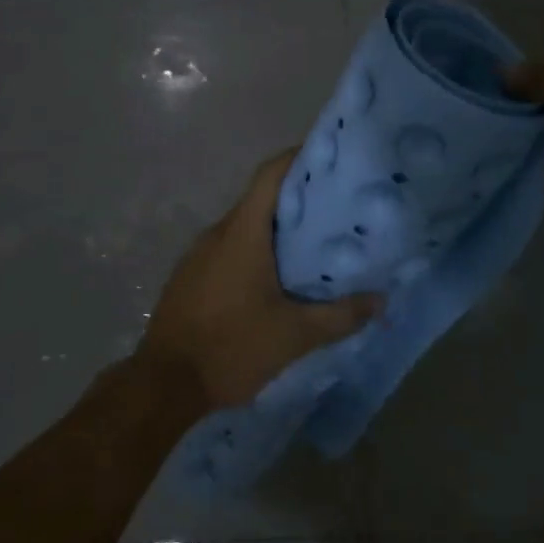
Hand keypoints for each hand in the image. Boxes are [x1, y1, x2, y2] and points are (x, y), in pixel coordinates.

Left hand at [139, 151, 380, 412]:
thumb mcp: (294, 336)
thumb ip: (339, 316)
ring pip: (244, 226)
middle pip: (260, 199)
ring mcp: (199, 254)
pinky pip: (229, 248)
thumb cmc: (231, 347)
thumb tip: (380, 301)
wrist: (163, 383)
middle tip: (335, 209)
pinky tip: (275, 277)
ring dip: (275, 229)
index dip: (298, 158)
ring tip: (312, 244)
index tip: (328, 158)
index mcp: (243, 232)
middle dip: (296, 199)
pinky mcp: (190, 276)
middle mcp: (218, 232)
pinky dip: (255, 250)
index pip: (270, 175)